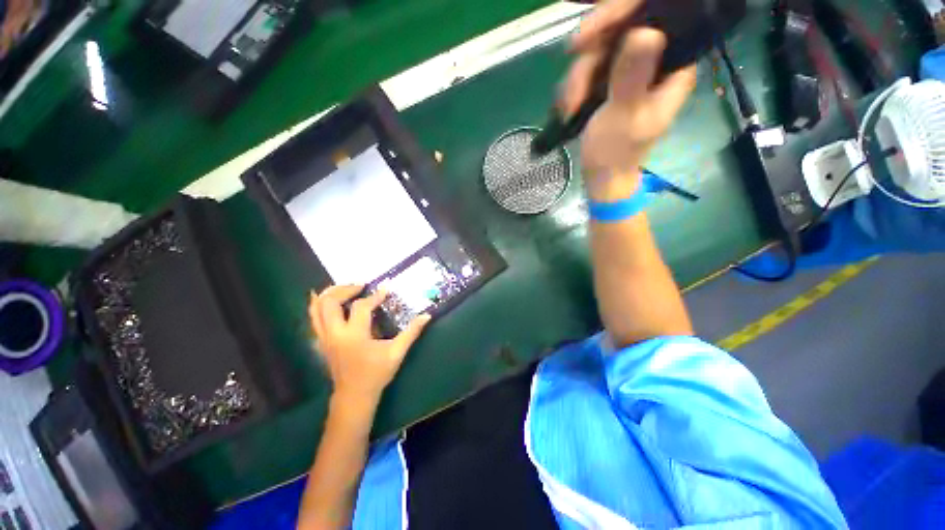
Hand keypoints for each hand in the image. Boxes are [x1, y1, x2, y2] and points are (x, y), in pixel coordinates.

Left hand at [309, 285, 430, 404]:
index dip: (375, 296)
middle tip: (360, 285)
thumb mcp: (397, 352)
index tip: (386, 290)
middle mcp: (335, 334)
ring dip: (329, 294)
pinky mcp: (321, 341)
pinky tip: (331, 299)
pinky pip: (314, 317)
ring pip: (316, 308)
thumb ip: (411, 332)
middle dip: (344, 289)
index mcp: (354, 336)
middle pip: (330, 302)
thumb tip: (427, 316)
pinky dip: (320, 304)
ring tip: (345, 288)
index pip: (361, 307)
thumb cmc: (377, 374)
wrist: (354, 396)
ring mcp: (324, 337)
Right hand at [561, 0, 697, 200]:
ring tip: (569, 108)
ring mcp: (631, 71)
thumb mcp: (623, 117)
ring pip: (599, 50)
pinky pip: (589, 68)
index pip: (654, 17)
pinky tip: (568, 107)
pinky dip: (574, 87)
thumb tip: (645, 32)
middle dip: (588, 61)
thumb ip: (632, 78)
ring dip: (576, 80)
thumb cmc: (616, 153)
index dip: (619, 15)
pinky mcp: (612, 82)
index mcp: (672, 66)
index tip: (586, 37)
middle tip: (572, 91)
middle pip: (620, 30)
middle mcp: (655, 61)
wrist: (602, 177)